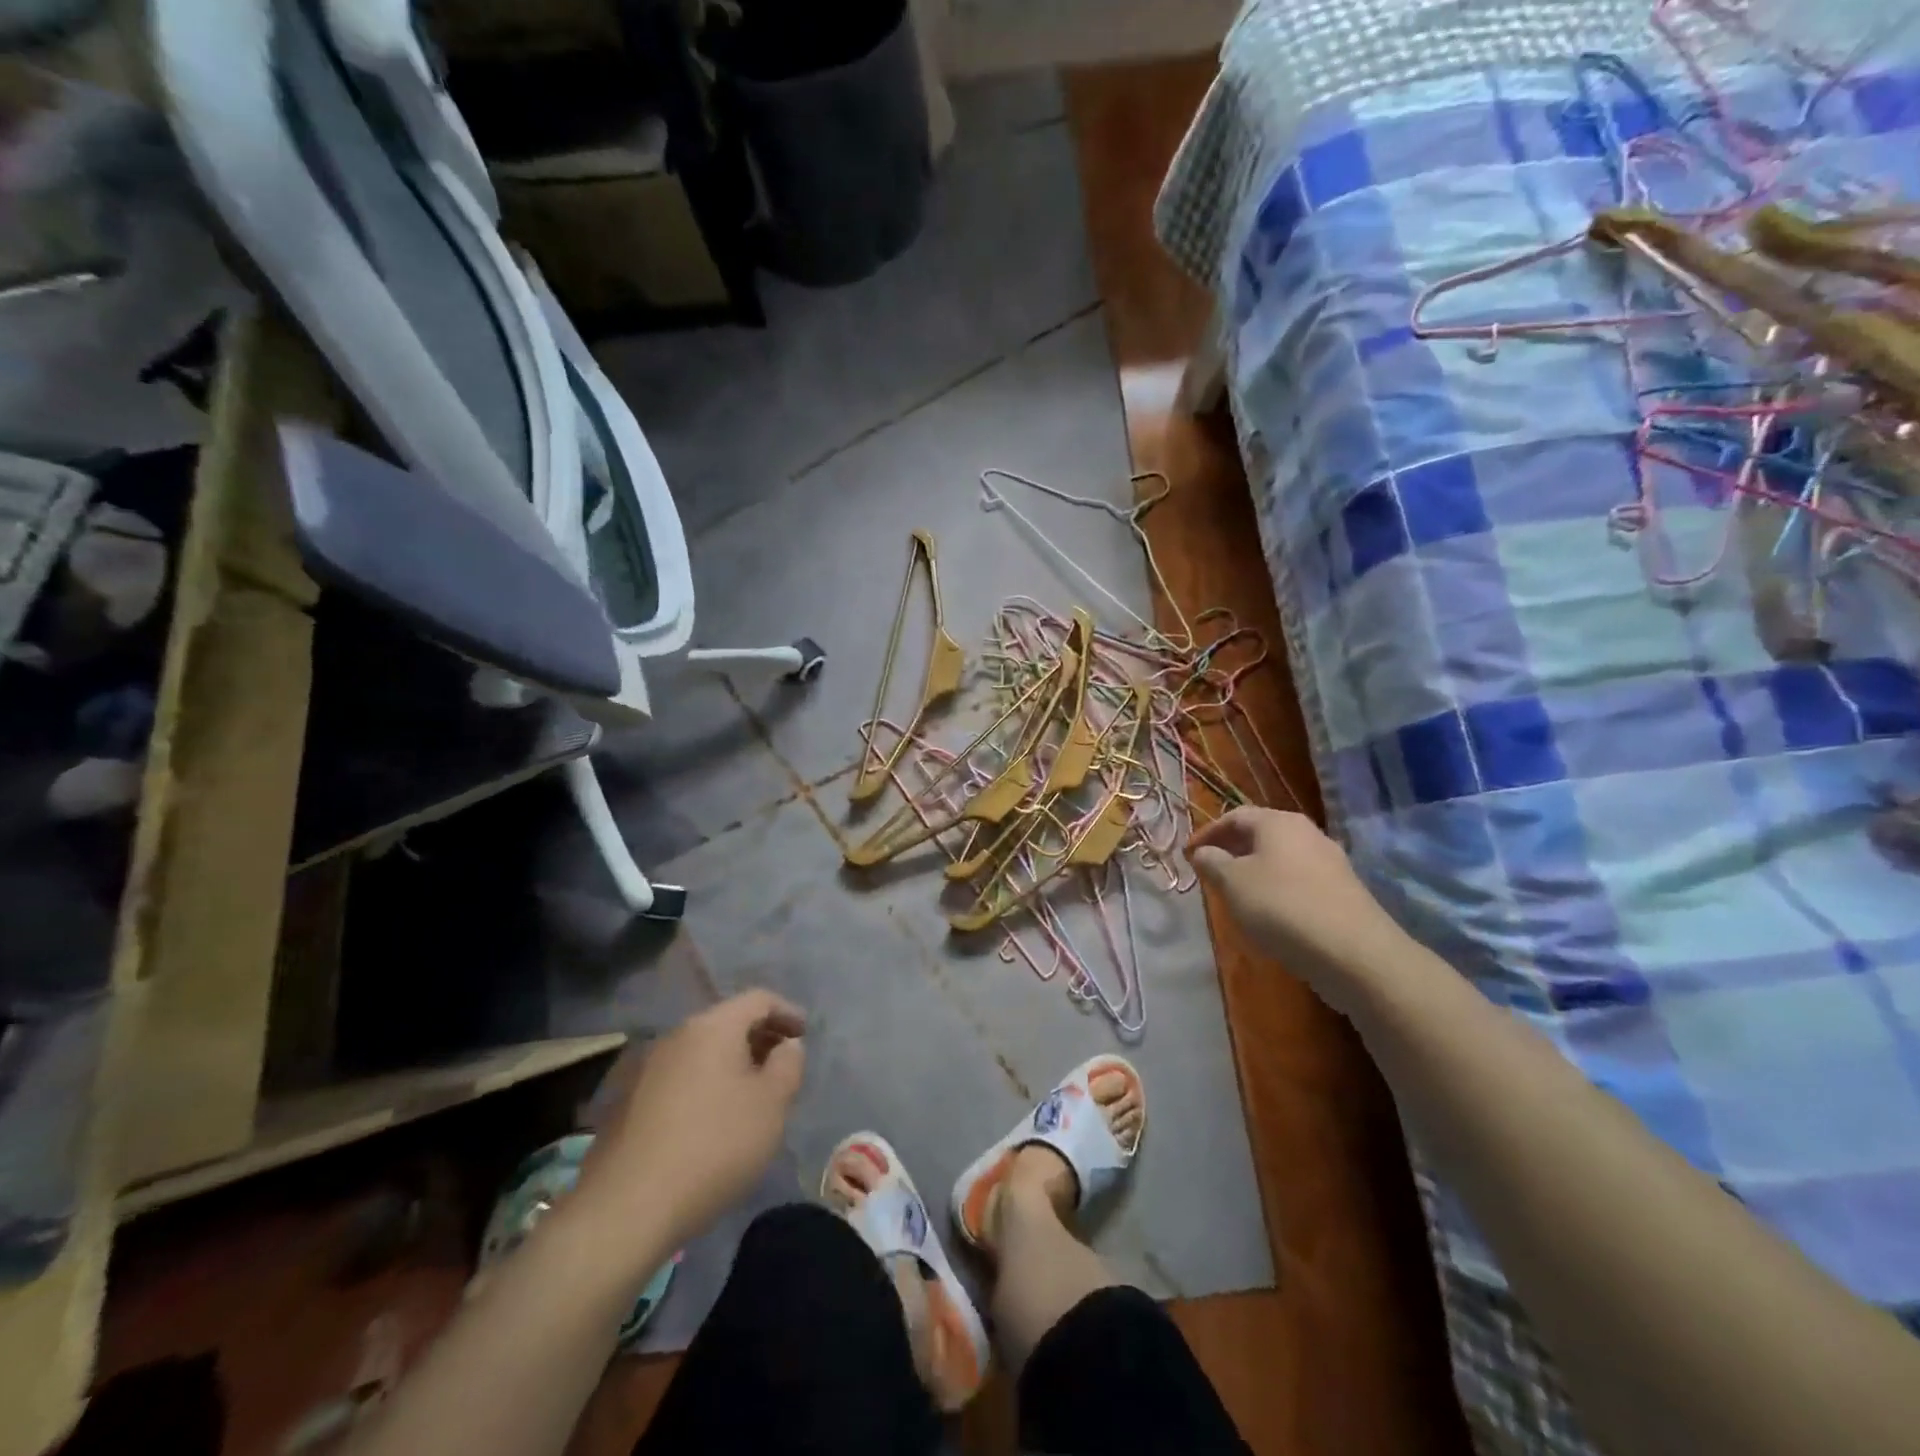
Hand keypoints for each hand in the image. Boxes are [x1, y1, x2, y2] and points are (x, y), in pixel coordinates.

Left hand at [573, 990, 806, 1254]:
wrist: (626, 1208)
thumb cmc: (714, 1146)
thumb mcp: (771, 1105)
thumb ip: (788, 1065)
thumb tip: (787, 1045)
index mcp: (713, 1026)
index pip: (758, 999)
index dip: (787, 1012)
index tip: (804, 1034)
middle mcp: (676, 1035)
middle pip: (727, 1022)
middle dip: (759, 1037)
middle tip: (782, 1064)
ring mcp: (646, 1067)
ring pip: (701, 1051)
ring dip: (730, 1063)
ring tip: (750, 1093)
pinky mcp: (626, 1101)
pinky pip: (679, 1077)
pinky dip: (704, 1084)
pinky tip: (711, 1118)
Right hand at [1189, 807, 1408, 1013]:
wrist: (1353, 951)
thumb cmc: (1281, 906)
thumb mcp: (1232, 883)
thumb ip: (1211, 862)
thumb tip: (1203, 852)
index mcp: (1278, 822)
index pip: (1234, 816)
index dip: (1207, 833)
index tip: (1188, 854)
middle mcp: (1306, 832)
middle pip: (1261, 833)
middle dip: (1232, 849)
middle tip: (1210, 870)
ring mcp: (1329, 860)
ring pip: (1281, 856)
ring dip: (1254, 869)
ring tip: (1236, 892)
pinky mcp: (1342, 890)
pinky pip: (1299, 878)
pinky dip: (1277, 886)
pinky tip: (1270, 911)